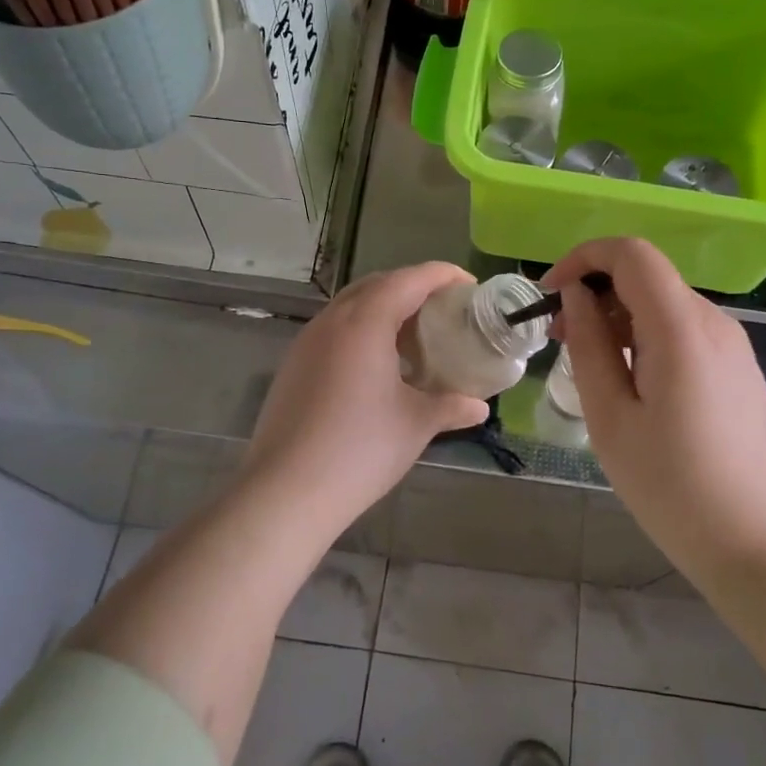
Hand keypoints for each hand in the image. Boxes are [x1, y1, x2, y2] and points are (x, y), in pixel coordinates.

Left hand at [240, 261, 488, 524]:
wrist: (286, 491)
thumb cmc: (361, 450)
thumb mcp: (416, 425)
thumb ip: (450, 406)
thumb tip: (479, 406)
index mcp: (365, 323)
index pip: (409, 279)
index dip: (442, 274)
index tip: (469, 283)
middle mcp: (332, 321)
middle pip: (377, 285)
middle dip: (413, 287)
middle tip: (444, 308)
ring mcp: (307, 342)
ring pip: (351, 306)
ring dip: (385, 308)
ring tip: (413, 335)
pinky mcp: (293, 365)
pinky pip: (334, 330)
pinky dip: (362, 330)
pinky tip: (378, 365)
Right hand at [542, 238, 765, 564]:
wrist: (755, 540)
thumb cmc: (670, 485)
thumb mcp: (611, 417)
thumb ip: (589, 346)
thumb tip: (576, 297)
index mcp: (681, 329)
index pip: (631, 254)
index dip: (584, 259)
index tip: (550, 295)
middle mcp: (714, 322)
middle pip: (647, 276)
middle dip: (595, 292)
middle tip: (559, 338)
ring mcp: (733, 344)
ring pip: (664, 302)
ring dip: (618, 316)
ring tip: (589, 364)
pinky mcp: (739, 367)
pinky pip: (684, 330)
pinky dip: (646, 336)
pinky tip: (630, 381)